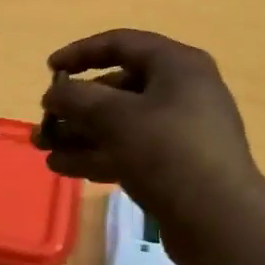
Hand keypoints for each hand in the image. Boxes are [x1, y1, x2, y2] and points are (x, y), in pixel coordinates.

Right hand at [38, 30, 264, 264]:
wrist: (220, 220)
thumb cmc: (168, 152)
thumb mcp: (116, 118)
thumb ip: (77, 98)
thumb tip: (54, 93)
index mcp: (177, 65)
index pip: (121, 44)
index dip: (81, 53)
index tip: (49, 69)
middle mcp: (182, 91)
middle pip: (118, 87)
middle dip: (76, 105)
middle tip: (45, 122)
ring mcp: (181, 131)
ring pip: (121, 123)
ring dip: (81, 134)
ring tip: (45, 149)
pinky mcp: (176, 165)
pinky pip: (130, 149)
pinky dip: (99, 154)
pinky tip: (64, 167)